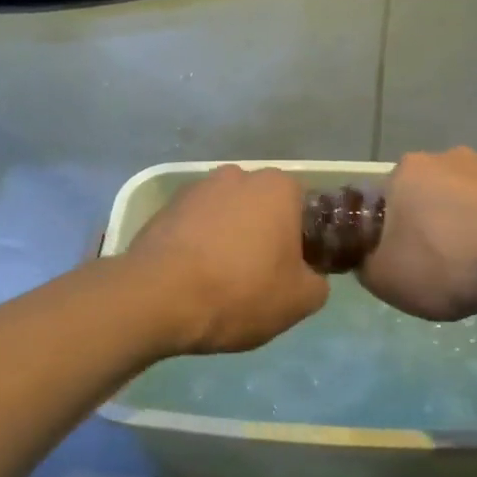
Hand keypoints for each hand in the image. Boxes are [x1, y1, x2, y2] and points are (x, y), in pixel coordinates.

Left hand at [125, 166, 329, 354]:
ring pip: (226, 216)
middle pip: (262, 208)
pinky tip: (193, 277)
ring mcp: (196, 189)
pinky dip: (198, 245)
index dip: (303, 241)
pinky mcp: (164, 208)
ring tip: (221, 281)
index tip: (294, 271)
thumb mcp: (299, 300)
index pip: (303, 208)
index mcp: (277, 187)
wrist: (158, 297)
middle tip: (260, 277)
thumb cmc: (240, 291)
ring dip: (228, 239)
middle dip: (263, 236)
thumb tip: (309, 276)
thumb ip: (317, 282)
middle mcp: (237, 176)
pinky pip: (194, 227)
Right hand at [359, 148, 476, 320]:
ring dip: (460, 225)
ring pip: (460, 202)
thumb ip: (365, 264)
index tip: (396, 258)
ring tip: (469, 266)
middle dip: (423, 224)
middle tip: (431, 263)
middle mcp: (444, 157)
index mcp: (405, 170)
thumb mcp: (384, 278)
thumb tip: (368, 259)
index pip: (382, 201)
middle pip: (422, 197)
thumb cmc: (444, 263)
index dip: (385, 232)